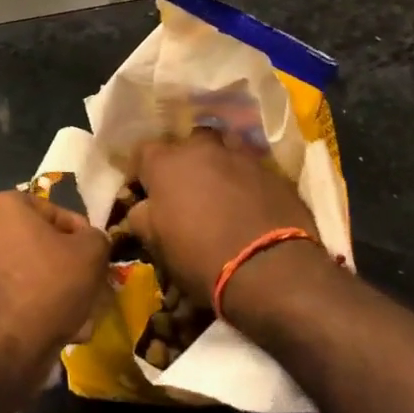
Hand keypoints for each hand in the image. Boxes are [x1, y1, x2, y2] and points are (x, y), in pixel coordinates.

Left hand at [0, 192, 107, 378]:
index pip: (54, 213)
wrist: (1, 349)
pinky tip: (55, 332)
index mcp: (3, 206)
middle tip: (89, 290)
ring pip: (25, 274)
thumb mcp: (91, 254)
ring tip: (78, 318)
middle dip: (66, 268)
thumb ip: (96, 238)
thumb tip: (91, 241)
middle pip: (38, 245)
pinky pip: (8, 297)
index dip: (82, 236)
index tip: (96, 260)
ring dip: (52, 292)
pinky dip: (30, 309)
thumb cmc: (47, 286)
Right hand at [125, 129, 330, 326]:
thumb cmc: (200, 256)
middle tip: (186, 189)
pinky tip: (250, 205)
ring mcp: (240, 156)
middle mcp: (201, 148)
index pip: (142, 151)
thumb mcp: (156, 243)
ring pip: (223, 149)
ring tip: (220, 191)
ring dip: (218, 165)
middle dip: (184, 161)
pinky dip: (246, 181)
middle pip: (187, 143)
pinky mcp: (272, 171)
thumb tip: (141, 206)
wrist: (270, 269)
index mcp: (166, 162)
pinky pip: (251, 169)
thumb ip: (141, 216)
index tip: (143, 190)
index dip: (141, 170)